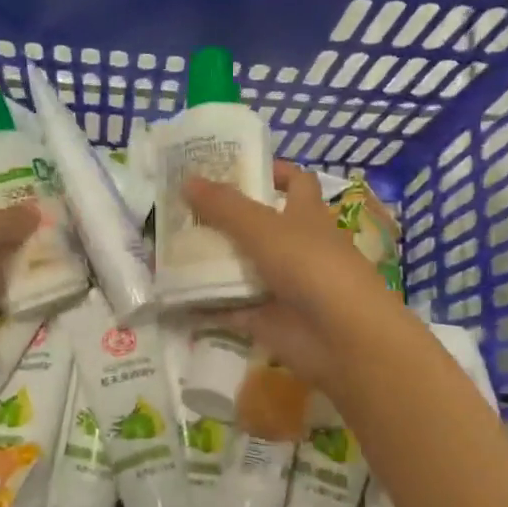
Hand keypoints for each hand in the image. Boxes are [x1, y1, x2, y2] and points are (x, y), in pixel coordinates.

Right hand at [183, 163, 404, 389]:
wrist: (342, 338)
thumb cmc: (311, 266)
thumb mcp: (264, 228)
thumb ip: (224, 206)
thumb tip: (186, 179)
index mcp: (305, 215)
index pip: (293, 182)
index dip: (269, 171)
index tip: (229, 168)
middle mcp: (294, 247)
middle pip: (255, 225)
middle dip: (221, 218)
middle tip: (178, 209)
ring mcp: (279, 285)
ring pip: (239, 267)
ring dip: (208, 261)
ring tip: (164, 248)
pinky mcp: (264, 319)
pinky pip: (227, 308)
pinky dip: (203, 304)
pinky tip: (170, 295)